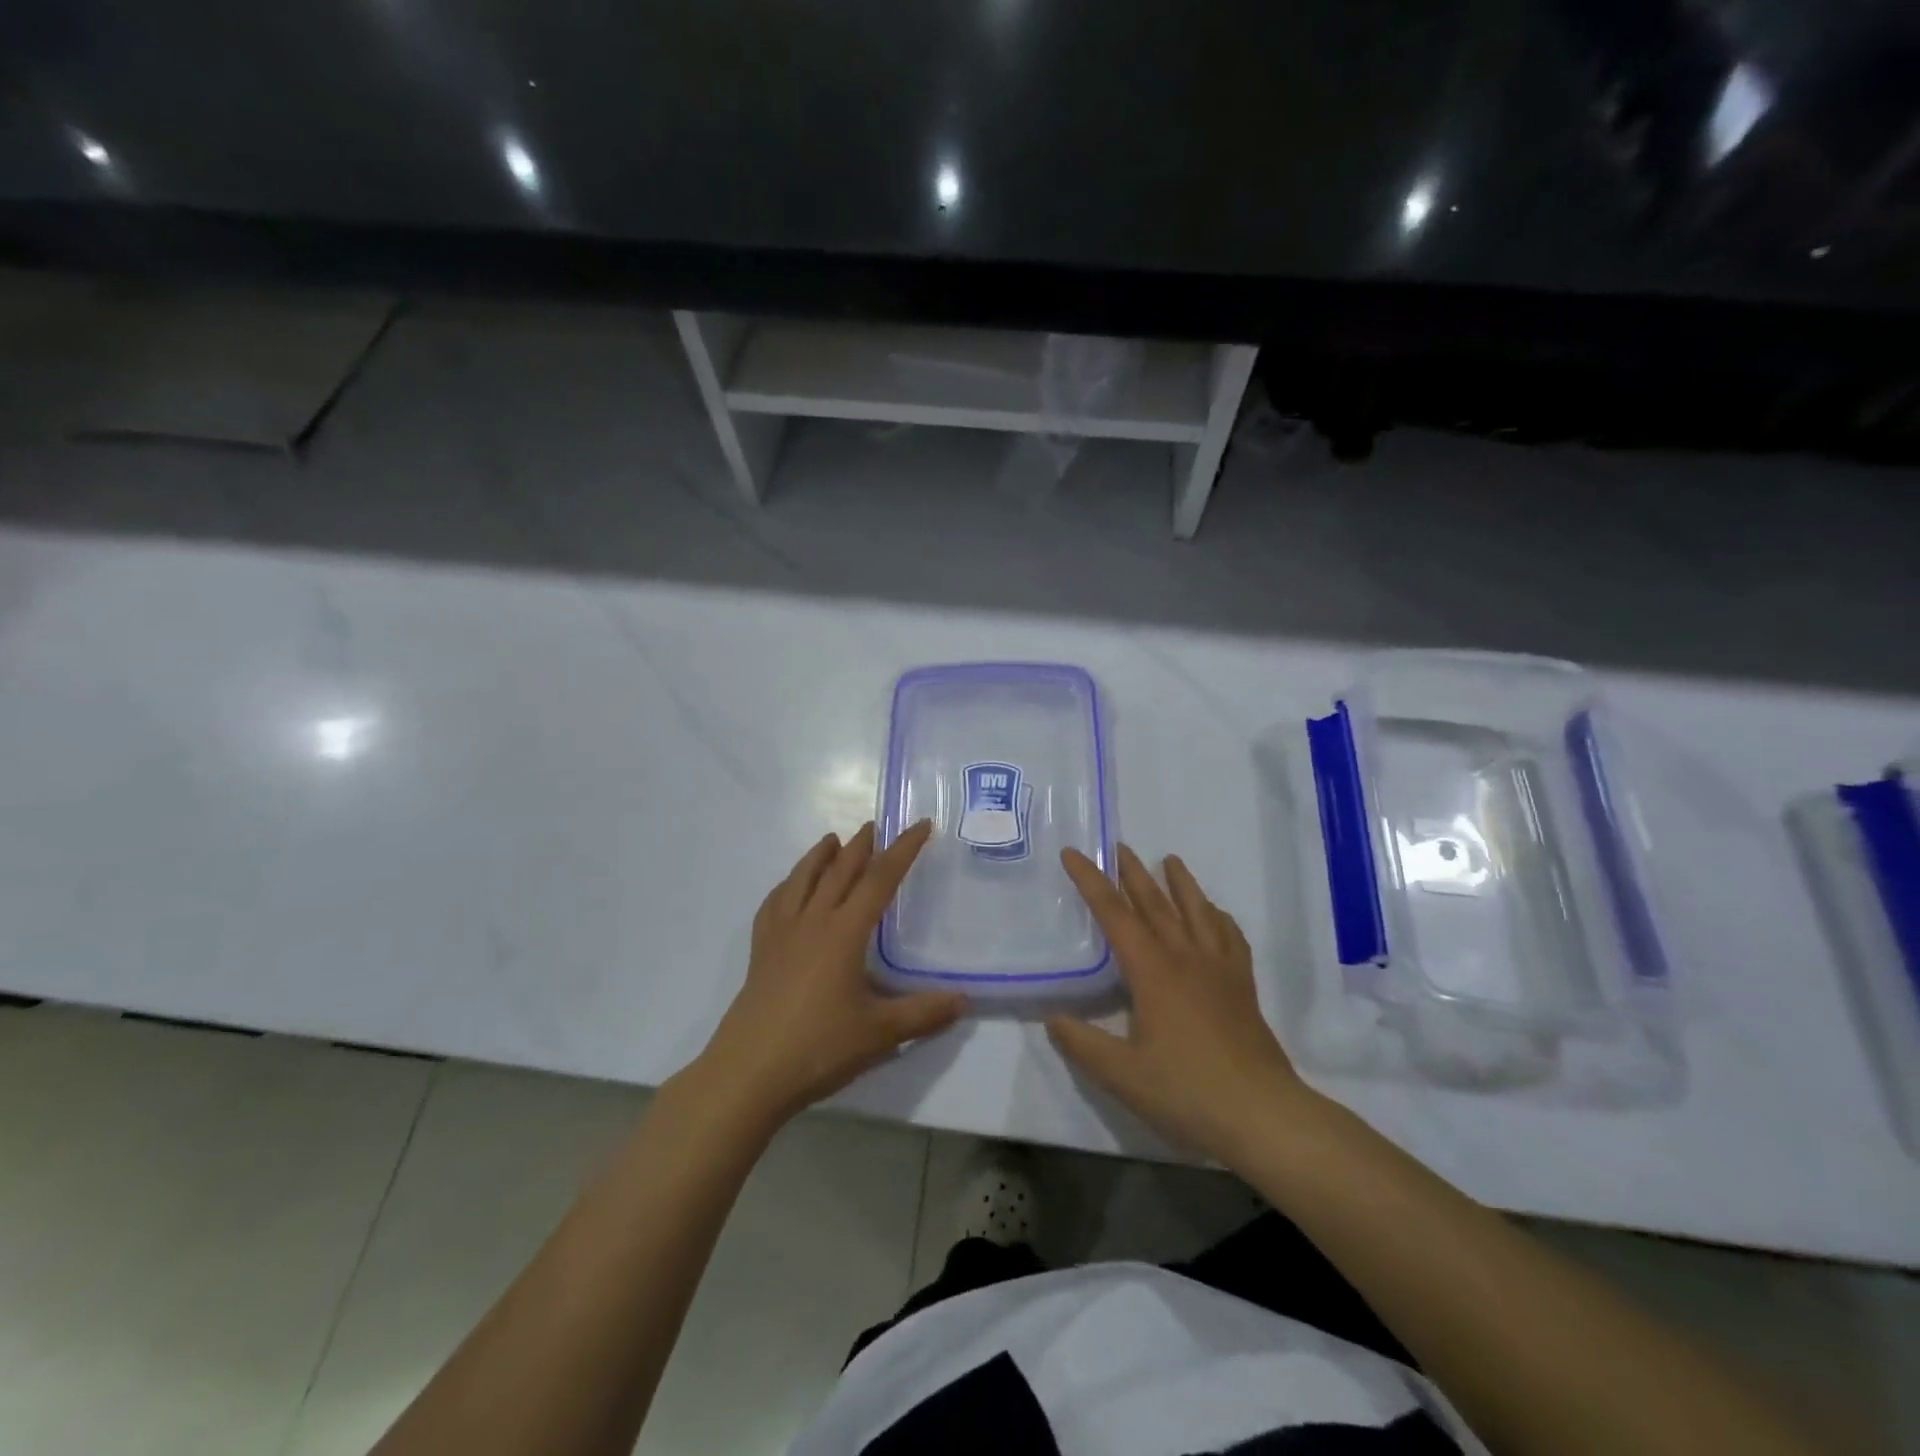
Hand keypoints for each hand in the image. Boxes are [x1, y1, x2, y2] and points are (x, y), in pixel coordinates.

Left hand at [687, 821, 964, 1133]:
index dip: (903, 850)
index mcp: (844, 932)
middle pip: (839, 871)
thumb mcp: (879, 1034)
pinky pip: (774, 904)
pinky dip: (787, 885)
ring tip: (831, 840)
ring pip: (802, 880)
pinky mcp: (760, 952)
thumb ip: (923, 1013)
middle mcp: (812, 922)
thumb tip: (964, 999)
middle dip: (860, 846)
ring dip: (820, 856)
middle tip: (875, 825)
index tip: (920, 825)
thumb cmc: (817, 1048)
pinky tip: (789, 888)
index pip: (879, 879)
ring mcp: (781, 934)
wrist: (747, 1074)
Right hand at [1047, 844, 1317, 1166]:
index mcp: (1153, 971)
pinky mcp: (1242, 987)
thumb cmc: (1187, 1092)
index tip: (1073, 853)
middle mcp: (1185, 958)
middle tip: (1119, 846)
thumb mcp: (1122, 1075)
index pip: (1114, 914)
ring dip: (1181, 883)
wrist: (1263, 1115)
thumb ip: (1082, 1044)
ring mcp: (1219, 970)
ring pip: (1197, 912)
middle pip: (1156, 904)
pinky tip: (1215, 914)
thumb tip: (1052, 1019)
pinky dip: (1219, 918)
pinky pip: (1230, 938)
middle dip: (1133, 873)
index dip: (1090, 881)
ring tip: (1171, 860)